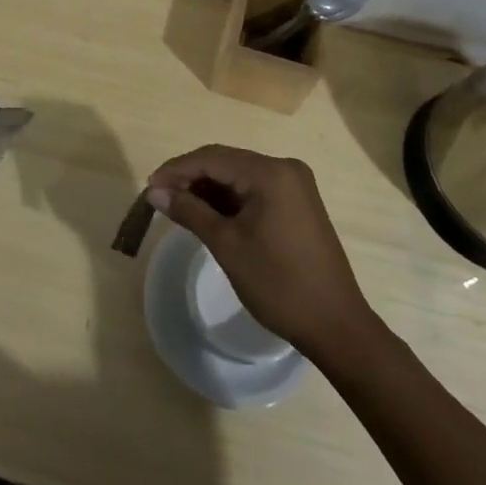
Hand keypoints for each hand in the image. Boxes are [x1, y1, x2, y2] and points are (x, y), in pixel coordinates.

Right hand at [147, 145, 375, 361]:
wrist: (336, 326)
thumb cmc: (279, 284)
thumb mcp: (227, 245)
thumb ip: (189, 211)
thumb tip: (154, 193)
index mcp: (270, 172)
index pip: (212, 158)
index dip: (176, 170)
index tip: (149, 188)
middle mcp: (284, 168)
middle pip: (225, 162)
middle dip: (190, 177)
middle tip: (160, 197)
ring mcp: (294, 185)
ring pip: (238, 175)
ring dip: (208, 188)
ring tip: (178, 206)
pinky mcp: (297, 203)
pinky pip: (253, 189)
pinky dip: (229, 199)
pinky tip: (208, 213)